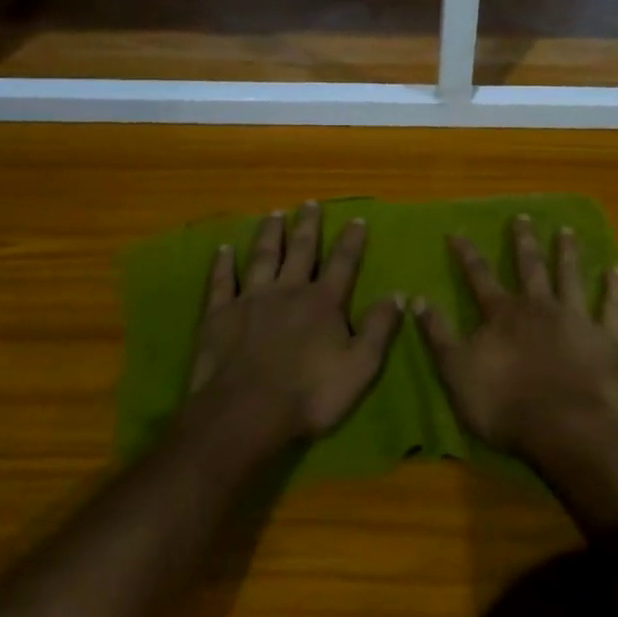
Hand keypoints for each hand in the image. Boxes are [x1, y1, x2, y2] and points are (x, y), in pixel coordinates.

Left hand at [190, 202, 401, 448]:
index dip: (351, 241)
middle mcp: (288, 290)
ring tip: (274, 215)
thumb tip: (397, 294)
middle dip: (307, 226)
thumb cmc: (309, 394)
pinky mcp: (220, 314)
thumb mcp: (360, 367)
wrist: (246, 412)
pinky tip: (223, 248)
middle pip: (300, 250)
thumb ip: (378, 328)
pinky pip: (222, 281)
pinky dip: (223, 263)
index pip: (343, 263)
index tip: (356, 219)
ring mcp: (252, 299)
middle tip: (310, 203)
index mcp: (324, 302)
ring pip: (262, 257)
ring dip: (269, 234)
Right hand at [413, 215, 617, 457]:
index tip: (458, 231)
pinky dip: (613, 288)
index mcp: (503, 315)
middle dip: (523, 241)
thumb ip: (438, 335)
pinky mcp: (606, 338)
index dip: (468, 254)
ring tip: (566, 230)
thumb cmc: (506, 405)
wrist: (567, 429)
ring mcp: (575, 319)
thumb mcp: (457, 372)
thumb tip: (416, 298)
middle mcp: (539, 307)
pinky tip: (614, 270)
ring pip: (570, 276)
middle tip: (522, 216)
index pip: (480, 277)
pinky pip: (611, 307)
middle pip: (530, 267)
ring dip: (567, 252)